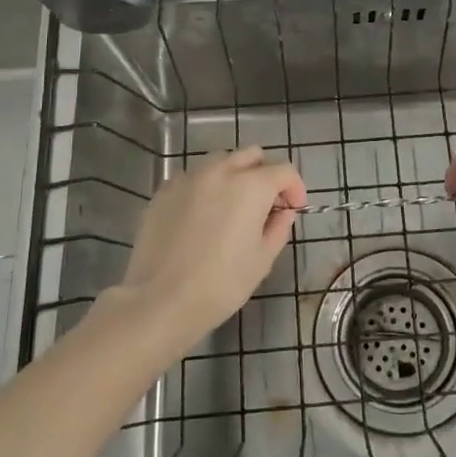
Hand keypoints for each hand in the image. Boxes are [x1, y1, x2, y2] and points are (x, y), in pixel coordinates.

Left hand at [117, 146, 305, 345]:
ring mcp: (188, 178)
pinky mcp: (164, 191)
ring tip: (231, 207)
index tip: (293, 209)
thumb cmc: (221, 284)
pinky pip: (192, 178)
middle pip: (252, 155)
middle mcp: (220, 171)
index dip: (295, 188)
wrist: (161, 300)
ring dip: (234, 176)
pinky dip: (205, 187)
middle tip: (265, 204)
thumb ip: (278, 227)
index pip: (284, 170)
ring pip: (220, 161)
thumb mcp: (263, 260)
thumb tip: (283, 211)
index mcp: (251, 186)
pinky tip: (200, 217)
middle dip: (265, 174)